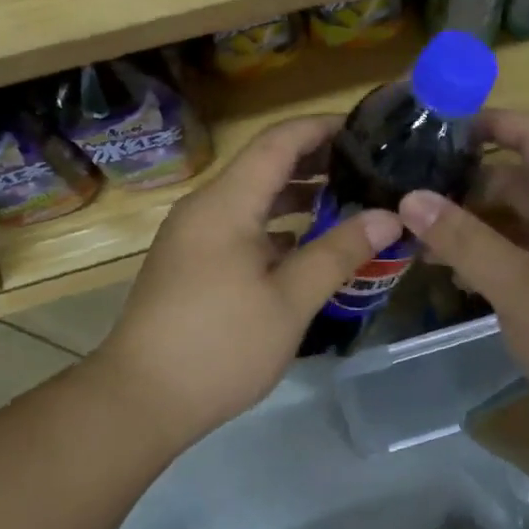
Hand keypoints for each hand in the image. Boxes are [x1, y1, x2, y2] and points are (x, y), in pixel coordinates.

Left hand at [89, 116, 401, 445]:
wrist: (140, 400)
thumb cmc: (220, 346)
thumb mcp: (290, 300)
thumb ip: (339, 252)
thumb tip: (389, 217)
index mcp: (226, 204)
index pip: (279, 141)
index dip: (322, 127)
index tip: (366, 131)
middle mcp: (205, 208)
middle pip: (265, 165)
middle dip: (316, 161)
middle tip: (368, 168)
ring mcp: (194, 236)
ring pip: (252, 198)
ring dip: (298, 195)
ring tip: (348, 202)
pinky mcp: (191, 263)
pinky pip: (240, 226)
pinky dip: (277, 226)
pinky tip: (308, 246)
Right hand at [397, 110, 528, 435]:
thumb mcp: (516, 285)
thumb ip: (462, 240)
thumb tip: (409, 197)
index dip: (488, 122)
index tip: (435, 126)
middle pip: (517, 179)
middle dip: (466, 184)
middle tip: (409, 192)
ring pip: (517, 221)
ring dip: (473, 225)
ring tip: (417, 236)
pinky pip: (524, 253)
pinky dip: (490, 256)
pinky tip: (452, 273)